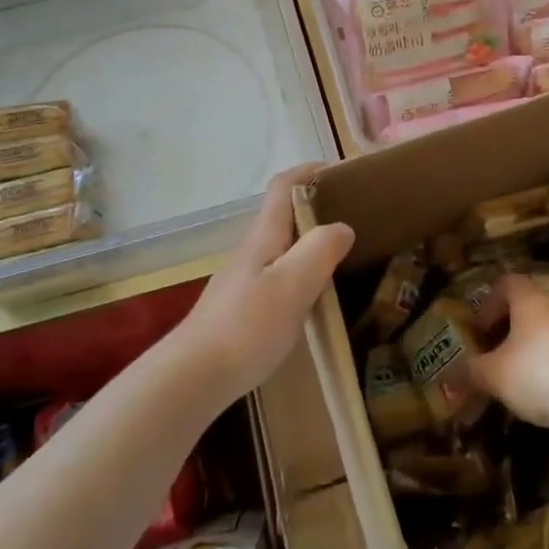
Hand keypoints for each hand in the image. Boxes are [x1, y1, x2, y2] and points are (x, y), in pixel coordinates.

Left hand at [179, 164, 354, 399]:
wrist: (195, 376)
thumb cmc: (247, 326)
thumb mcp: (292, 285)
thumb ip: (320, 250)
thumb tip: (342, 226)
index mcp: (263, 236)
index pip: (283, 186)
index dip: (309, 171)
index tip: (340, 172)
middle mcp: (251, 249)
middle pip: (283, 214)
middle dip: (316, 205)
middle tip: (353, 215)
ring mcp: (244, 278)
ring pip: (281, 245)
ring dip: (309, 240)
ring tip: (341, 253)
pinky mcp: (242, 305)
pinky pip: (278, 273)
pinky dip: (301, 270)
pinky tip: (314, 294)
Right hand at [470, 275, 548, 428]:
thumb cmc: (537, 374)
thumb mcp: (494, 375)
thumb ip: (469, 373)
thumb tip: (447, 378)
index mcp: (529, 301)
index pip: (507, 283)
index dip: (489, 303)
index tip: (480, 331)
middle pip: (528, 307)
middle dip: (507, 329)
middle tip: (493, 354)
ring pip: (548, 329)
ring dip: (530, 347)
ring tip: (516, 377)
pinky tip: (545, 391)